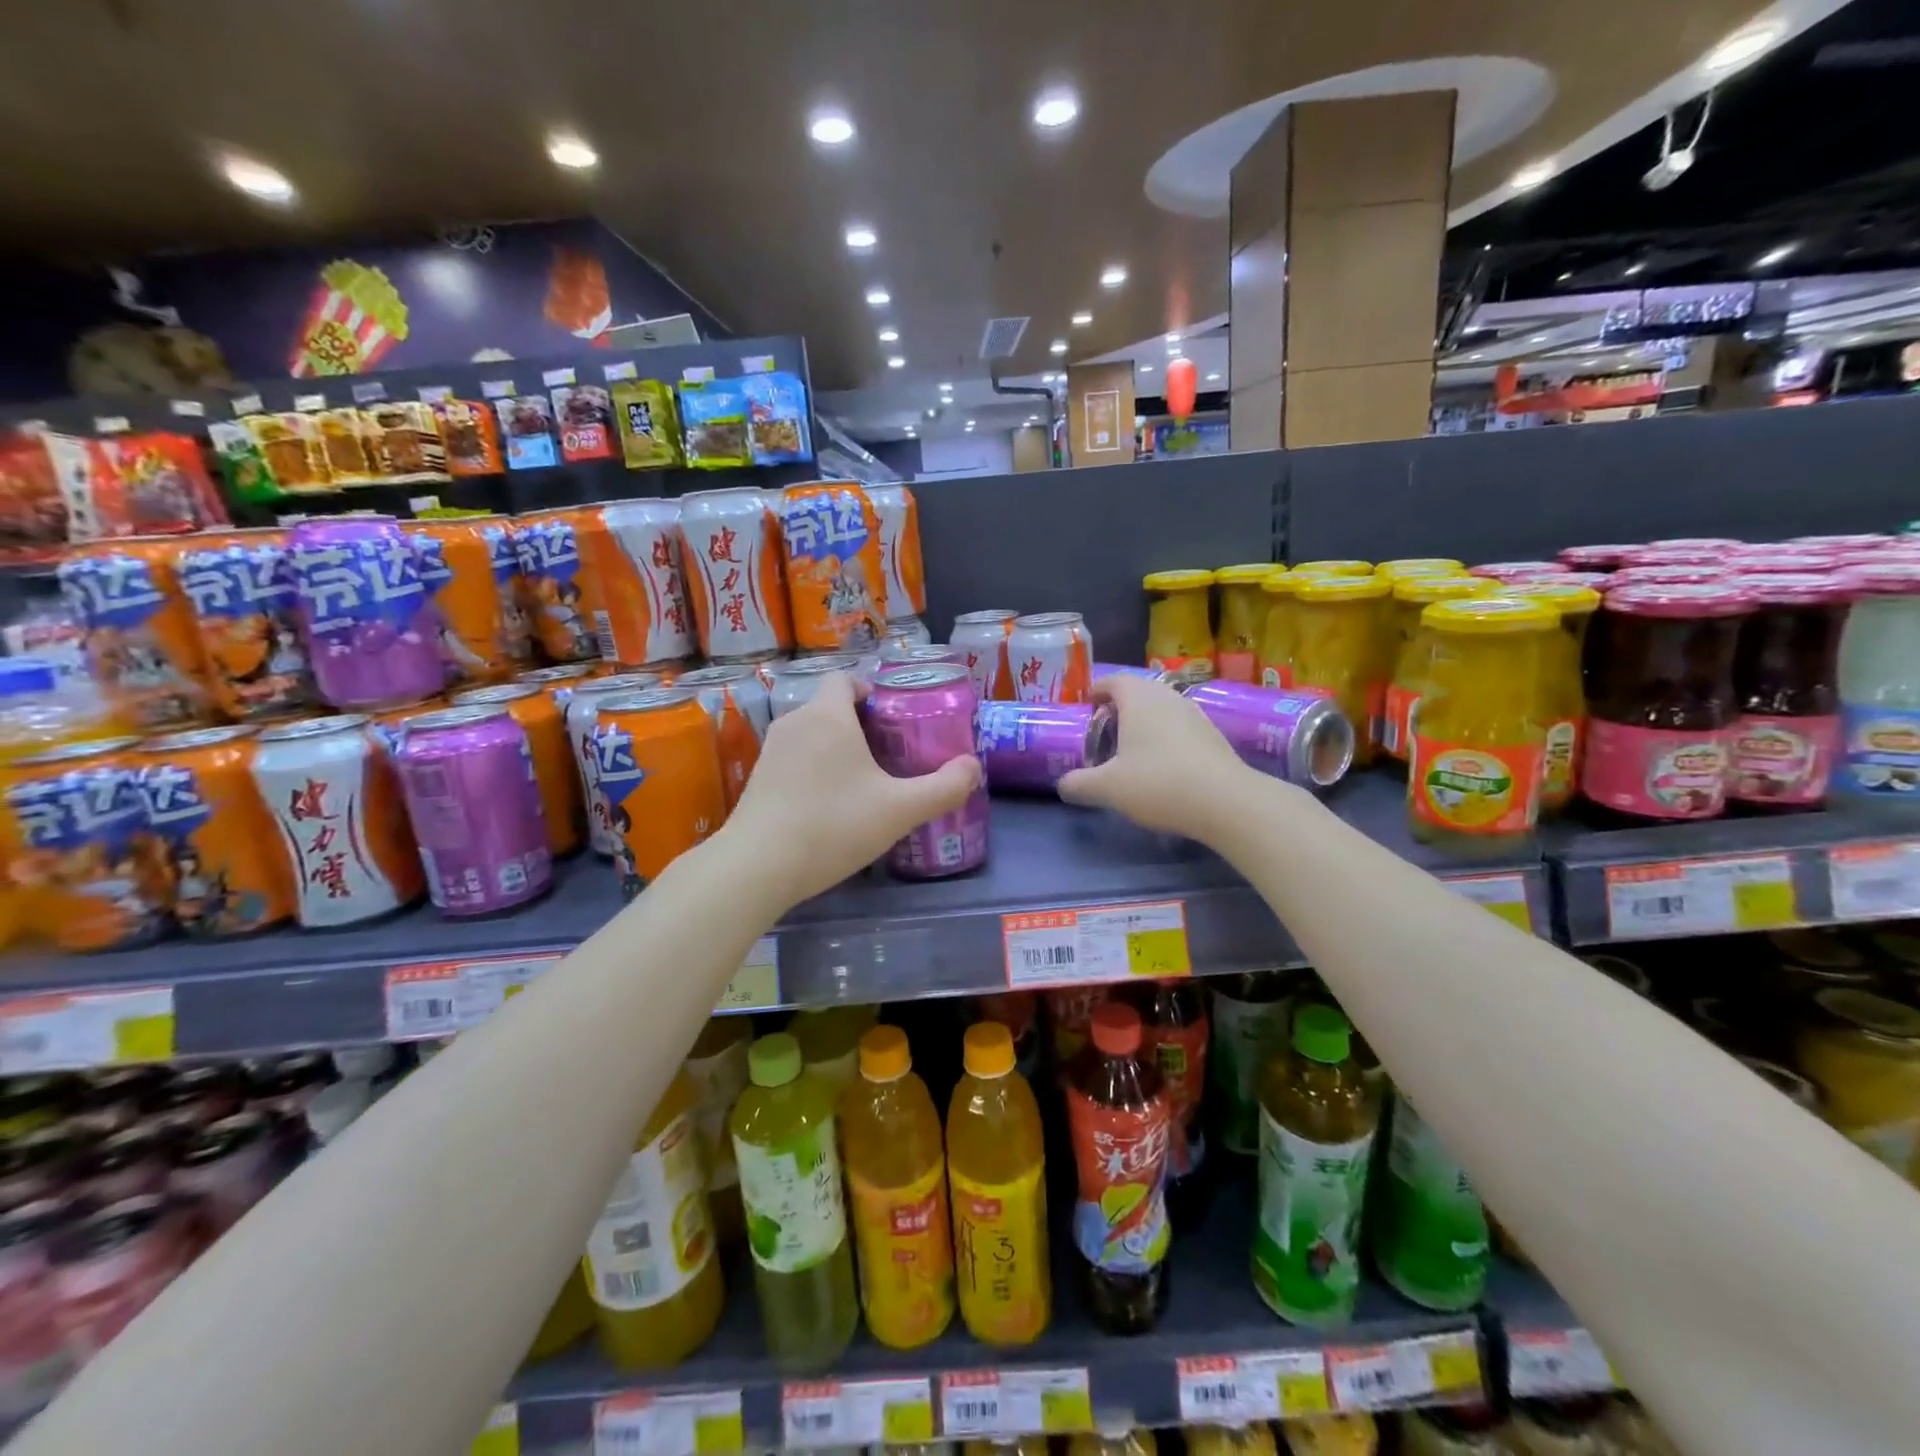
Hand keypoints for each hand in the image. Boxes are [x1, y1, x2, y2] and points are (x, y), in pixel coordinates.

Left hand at [723, 672, 981, 904]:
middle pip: (829, 707)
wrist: (758, 867)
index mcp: (828, 716)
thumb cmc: (833, 825)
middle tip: (888, 754)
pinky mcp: (757, 779)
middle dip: (859, 723)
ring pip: (810, 734)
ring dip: (835, 748)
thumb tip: (973, 767)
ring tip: (862, 782)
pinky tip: (829, 806)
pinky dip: (813, 770)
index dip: (868, 689)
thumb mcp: (900, 810)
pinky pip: (794, 759)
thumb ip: (943, 787)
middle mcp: (795, 723)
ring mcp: (771, 752)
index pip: (844, 679)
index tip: (890, 717)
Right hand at [1056, 675, 1254, 838]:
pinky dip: (1166, 736)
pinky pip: (1180, 726)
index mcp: (1138, 698)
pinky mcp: (1213, 734)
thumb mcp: (1108, 788)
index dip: (1097, 691)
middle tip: (1105, 730)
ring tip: (1132, 748)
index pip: (1112, 681)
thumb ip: (1079, 784)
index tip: (1087, 706)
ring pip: (1161, 708)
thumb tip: (1063, 785)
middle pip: (1138, 691)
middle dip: (1120, 707)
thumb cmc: (1158, 783)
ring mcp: (1194, 713)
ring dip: (1145, 722)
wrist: (1226, 801)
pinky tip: (1162, 764)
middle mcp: (1167, 696)